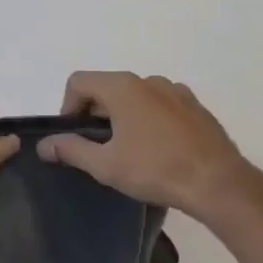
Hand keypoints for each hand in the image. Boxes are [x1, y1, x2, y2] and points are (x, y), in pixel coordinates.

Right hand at [37, 71, 261, 219]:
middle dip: (95, 114)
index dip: (67, 107)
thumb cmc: (155, 169)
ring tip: (129, 150)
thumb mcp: (106, 165)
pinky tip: (158, 150)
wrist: (218, 182)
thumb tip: (44, 144)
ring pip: (135, 96)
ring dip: (123, 116)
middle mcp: (148, 80)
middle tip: (98, 148)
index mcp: (122, 87)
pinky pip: (161, 105)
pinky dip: (150, 119)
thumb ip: (71, 149)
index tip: (75, 137)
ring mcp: (176, 91)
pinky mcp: (195, 107)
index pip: (78, 81)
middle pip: (107, 87)